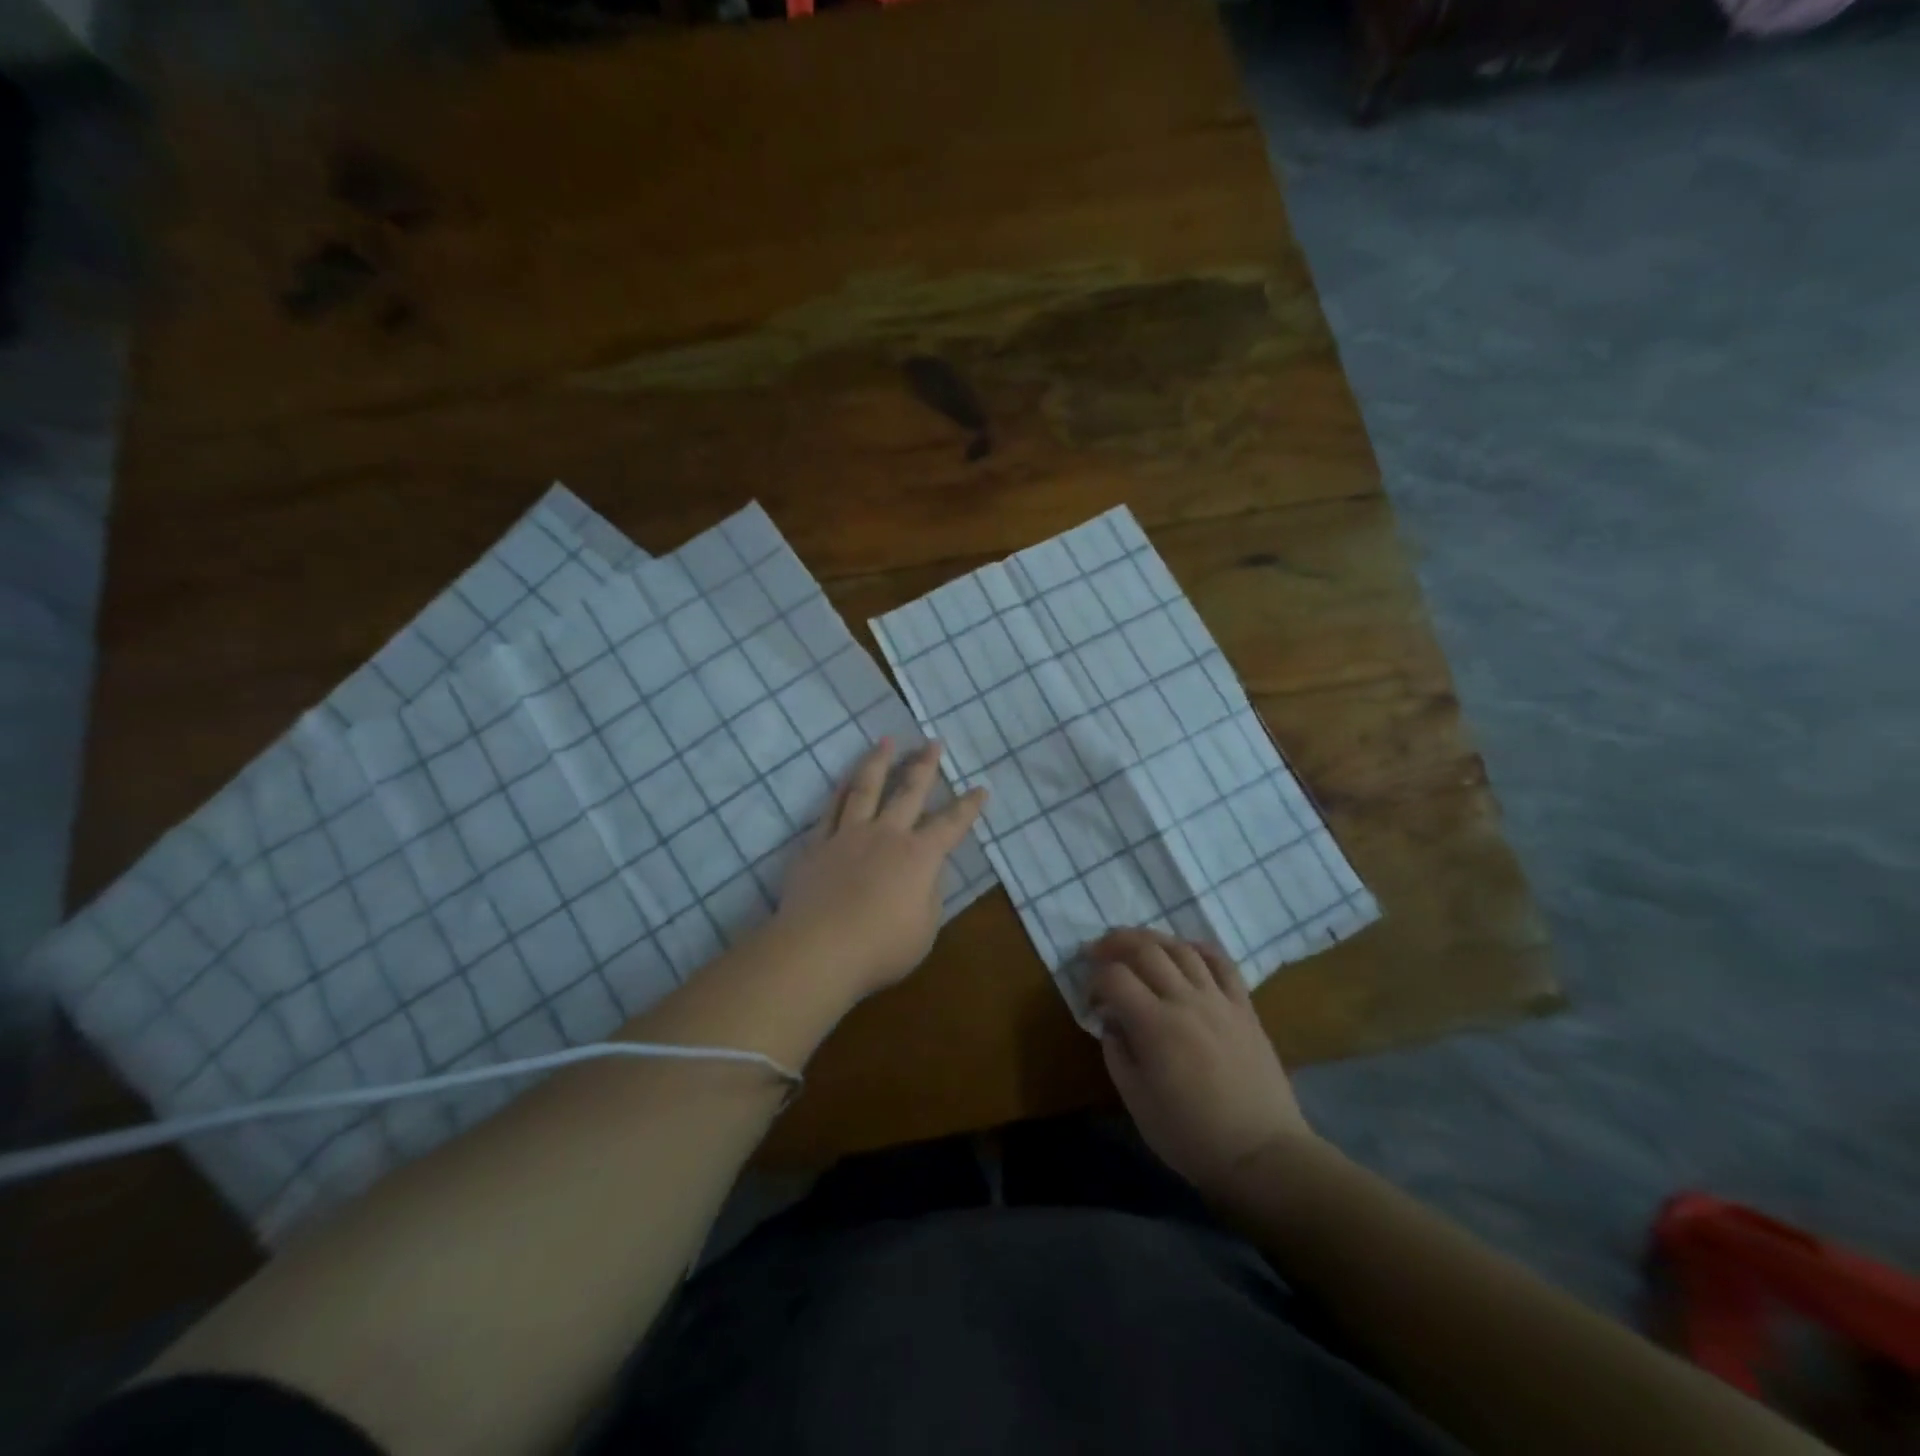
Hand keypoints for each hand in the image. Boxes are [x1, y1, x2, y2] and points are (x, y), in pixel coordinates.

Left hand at [775, 738, 986, 1002]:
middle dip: (924, 766)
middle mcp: (886, 835)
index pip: (951, 824)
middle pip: (908, 792)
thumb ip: (928, 895)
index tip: (980, 788)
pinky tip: (845, 778)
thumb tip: (925, 874)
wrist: (819, 950)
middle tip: (932, 742)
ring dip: (879, 762)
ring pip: (865, 788)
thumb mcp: (924, 929)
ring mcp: (848, 835)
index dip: (968, 807)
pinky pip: (831, 809)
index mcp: (919, 856)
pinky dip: (841, 790)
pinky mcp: (816, 845)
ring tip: (886, 741)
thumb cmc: (881, 948)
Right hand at [1087, 928, 1317, 1201]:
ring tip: (1136, 947)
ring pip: (1181, 948)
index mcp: (1154, 1025)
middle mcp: (1185, 1000)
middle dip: (1115, 943)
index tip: (1091, 1001)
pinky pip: (1222, 963)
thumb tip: (1111, 1021)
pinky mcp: (1244, 1007)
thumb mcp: (1137, 1102)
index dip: (1094, 981)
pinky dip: (1199, 948)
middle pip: (1145, 949)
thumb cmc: (1191, 1135)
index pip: (1114, 977)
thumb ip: (1117, 1053)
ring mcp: (1219, 1000)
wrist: (1261, 1154)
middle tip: (1099, 953)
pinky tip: (1185, 951)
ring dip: (1152, 939)